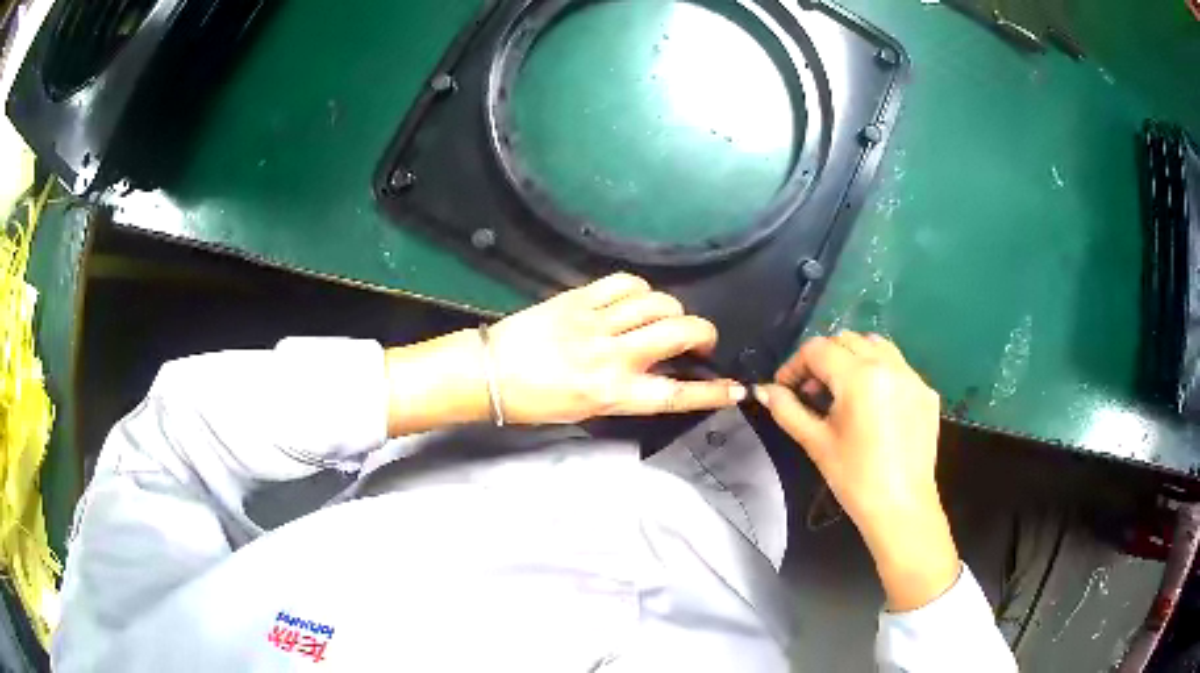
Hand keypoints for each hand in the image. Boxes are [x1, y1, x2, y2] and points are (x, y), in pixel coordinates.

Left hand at [384, 273, 744, 434]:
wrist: (488, 374)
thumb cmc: (535, 403)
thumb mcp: (586, 411)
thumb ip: (625, 392)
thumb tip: (656, 374)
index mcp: (613, 394)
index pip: (676, 393)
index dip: (713, 392)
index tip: (738, 389)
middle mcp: (612, 357)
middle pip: (680, 333)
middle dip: (704, 335)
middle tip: (698, 343)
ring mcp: (596, 323)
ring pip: (658, 302)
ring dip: (673, 311)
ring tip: (664, 320)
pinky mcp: (579, 298)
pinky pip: (624, 284)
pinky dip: (641, 290)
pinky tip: (637, 299)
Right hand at [755, 332, 959, 611]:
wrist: (901, 507)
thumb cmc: (854, 479)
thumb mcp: (816, 443)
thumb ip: (788, 410)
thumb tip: (765, 390)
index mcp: (859, 377)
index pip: (818, 349)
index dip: (795, 364)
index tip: (785, 387)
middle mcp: (889, 366)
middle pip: (847, 340)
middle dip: (823, 359)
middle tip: (812, 391)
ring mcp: (912, 377)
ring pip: (876, 346)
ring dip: (853, 358)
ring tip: (843, 391)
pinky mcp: (927, 392)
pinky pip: (898, 367)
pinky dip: (879, 373)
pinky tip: (873, 405)